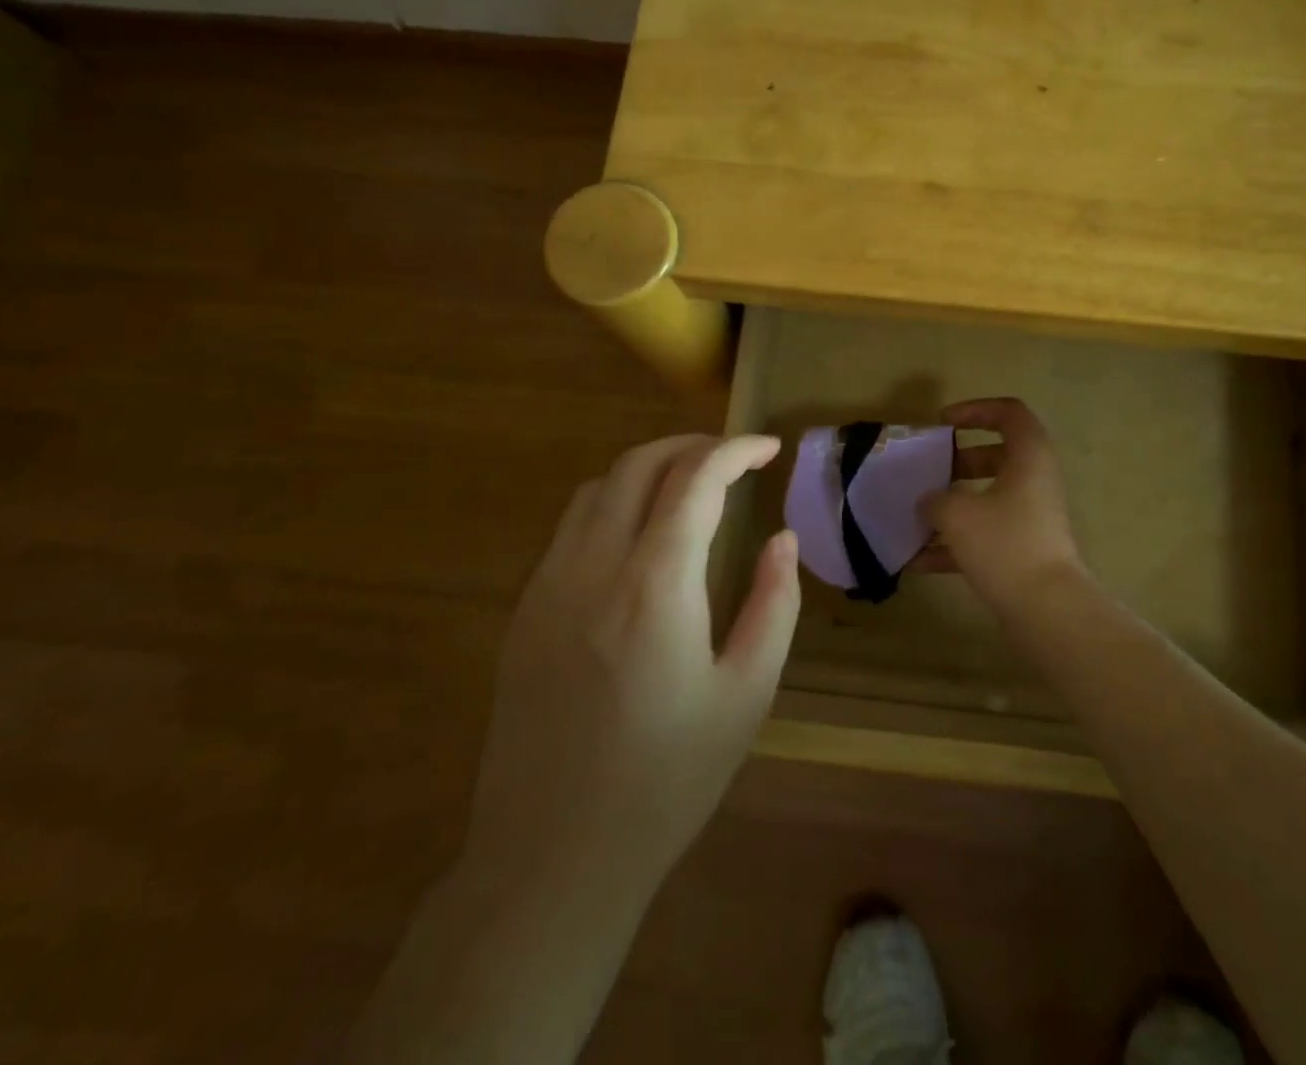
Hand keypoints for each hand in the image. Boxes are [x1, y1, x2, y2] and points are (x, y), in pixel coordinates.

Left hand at [463, 434, 798, 892]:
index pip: (696, 479)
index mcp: (655, 584)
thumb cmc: (666, 779)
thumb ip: (773, 603)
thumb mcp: (747, 693)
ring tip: (688, 487)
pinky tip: (639, 539)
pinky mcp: (524, 612)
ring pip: (597, 488)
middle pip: (638, 465)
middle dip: (691, 446)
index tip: (768, 448)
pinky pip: (570, 528)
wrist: (552, 860)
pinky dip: (612, 504)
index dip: (736, 450)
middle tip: (733, 458)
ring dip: (647, 470)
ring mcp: (547, 586)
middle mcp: (594, 566)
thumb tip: (782, 538)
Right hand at [919, 397, 1089, 613]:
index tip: (942, 425)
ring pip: (988, 498)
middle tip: (928, 472)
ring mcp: (1031, 518)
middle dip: (957, 463)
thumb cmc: (1004, 544)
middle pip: (996, 456)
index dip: (975, 410)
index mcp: (1029, 458)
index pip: (1009, 413)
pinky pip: (985, 535)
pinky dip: (955, 543)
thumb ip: (936, 499)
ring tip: (915, 516)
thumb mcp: (958, 513)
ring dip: (952, 505)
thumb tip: (930, 501)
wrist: (1046, 610)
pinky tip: (918, 561)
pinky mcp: (1023, 551)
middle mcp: (1034, 482)